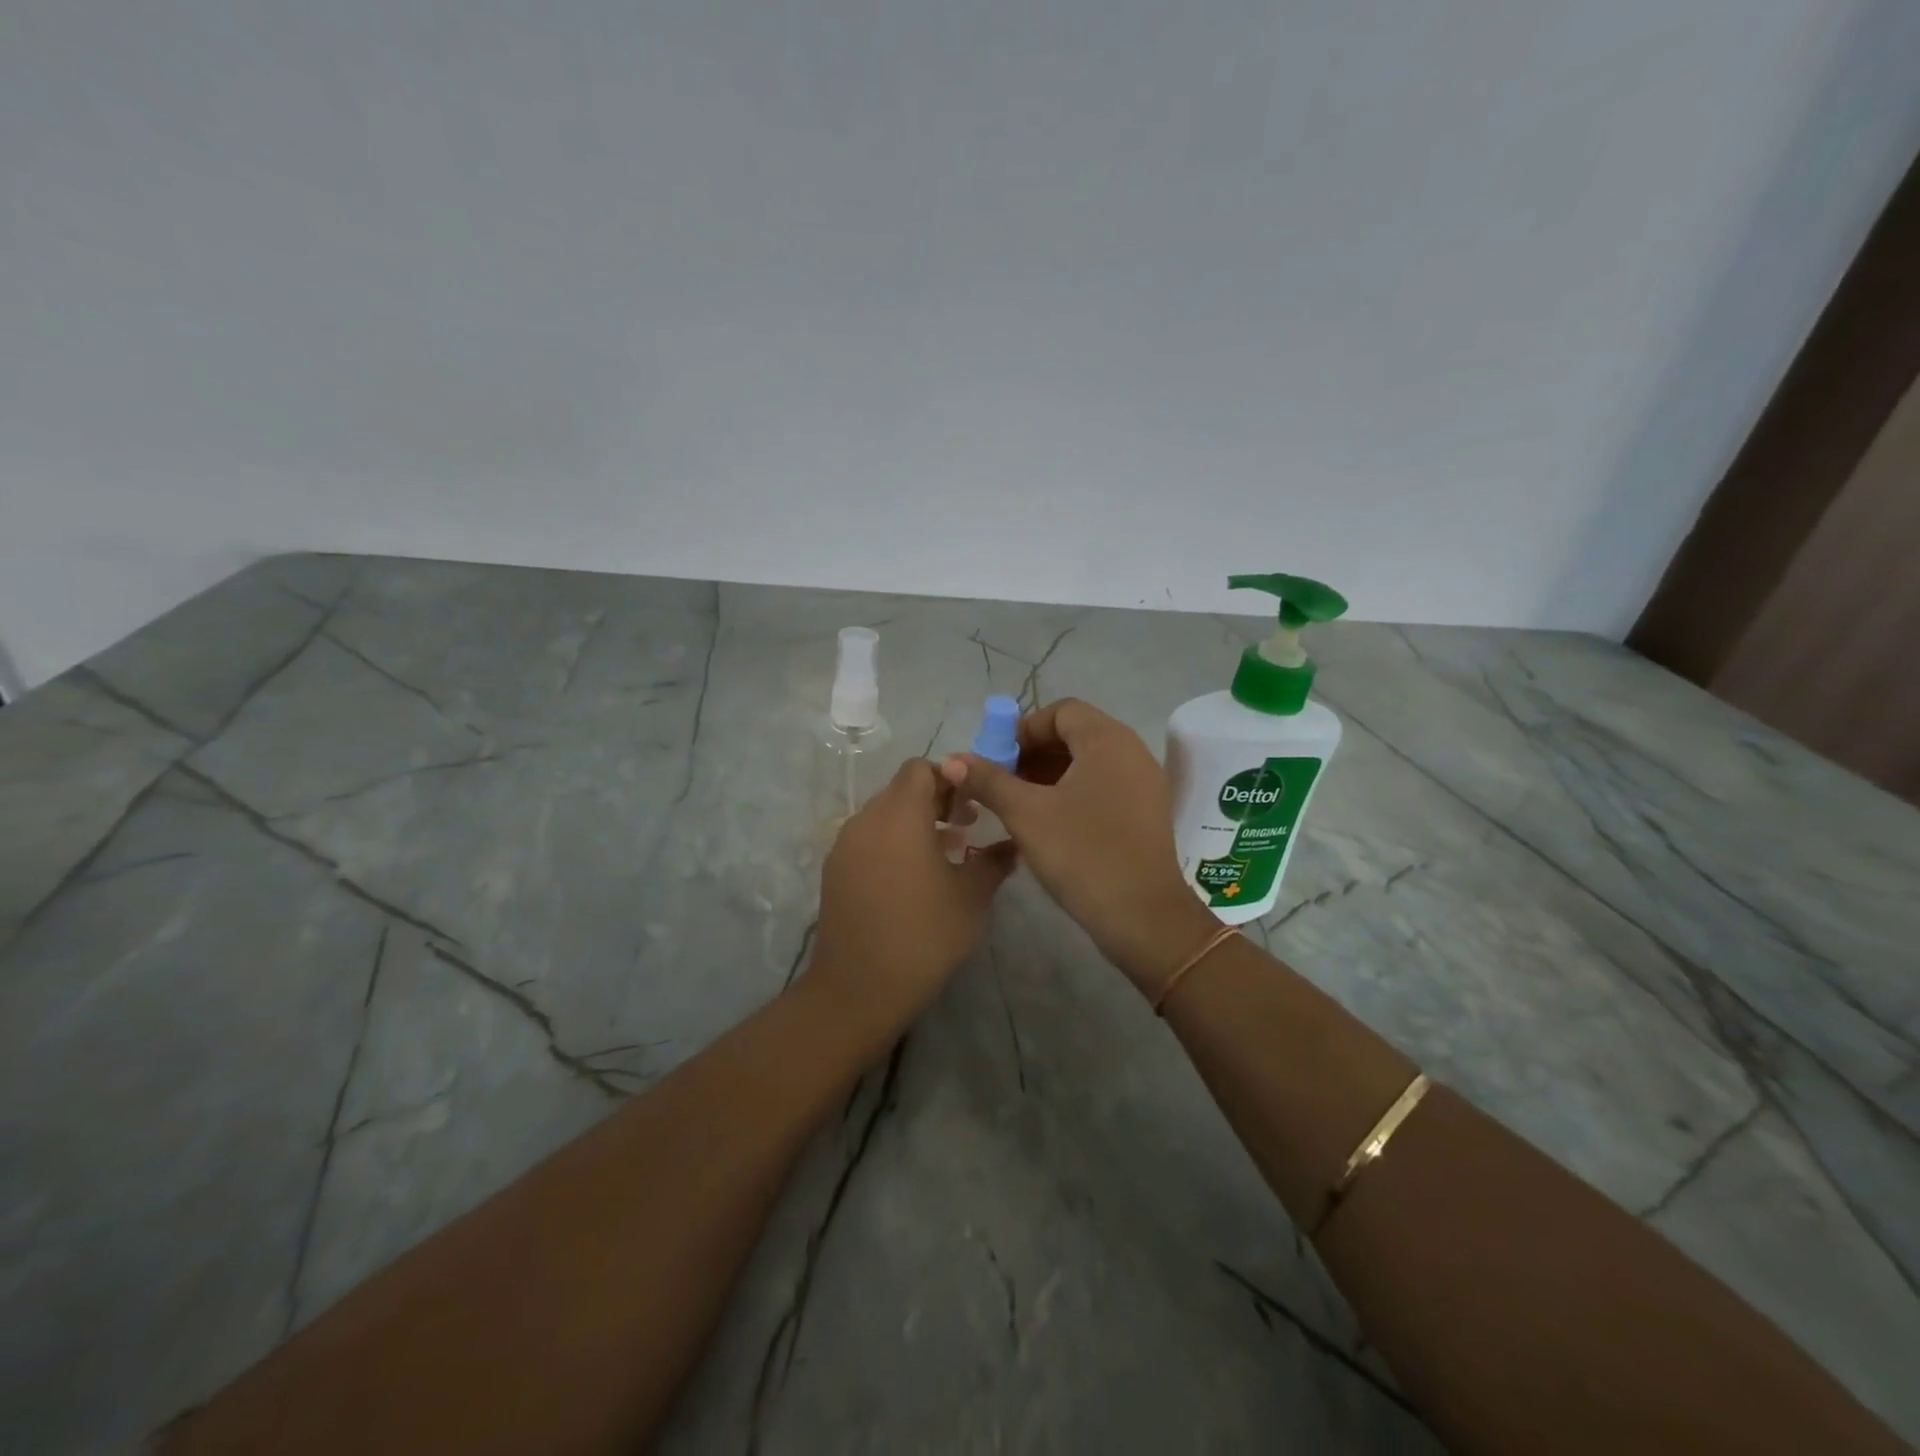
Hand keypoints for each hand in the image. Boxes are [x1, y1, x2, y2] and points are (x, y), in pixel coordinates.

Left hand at [808, 759, 1016, 1036]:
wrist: (860, 988)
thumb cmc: (925, 935)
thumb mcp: (972, 896)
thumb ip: (994, 860)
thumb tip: (1013, 844)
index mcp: (900, 815)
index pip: (920, 769)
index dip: (950, 777)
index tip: (973, 803)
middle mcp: (866, 820)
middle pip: (901, 789)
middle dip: (935, 799)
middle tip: (966, 826)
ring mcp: (845, 846)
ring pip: (883, 815)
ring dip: (914, 822)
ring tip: (946, 852)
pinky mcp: (834, 871)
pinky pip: (868, 839)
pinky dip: (892, 842)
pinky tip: (913, 878)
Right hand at [942, 698, 1213, 993]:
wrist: (1142, 917)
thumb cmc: (1082, 853)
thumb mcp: (1026, 814)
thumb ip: (988, 780)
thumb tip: (952, 759)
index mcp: (1108, 740)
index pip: (1062, 711)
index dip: (1023, 728)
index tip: (996, 758)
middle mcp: (1132, 752)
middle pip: (1076, 734)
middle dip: (1033, 752)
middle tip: (1001, 781)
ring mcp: (1144, 784)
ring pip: (1089, 762)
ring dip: (1050, 773)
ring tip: (1018, 803)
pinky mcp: (1146, 813)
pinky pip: (1104, 785)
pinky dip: (1073, 792)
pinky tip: (1048, 822)